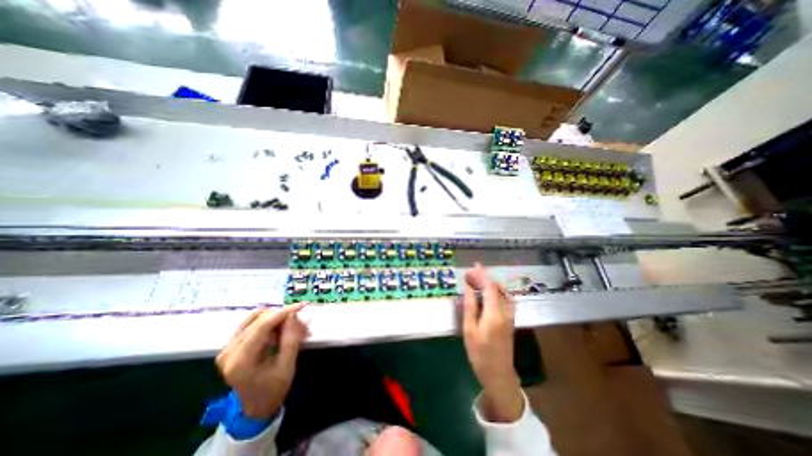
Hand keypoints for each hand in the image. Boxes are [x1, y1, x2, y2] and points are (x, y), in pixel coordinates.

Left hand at [215, 304, 307, 417]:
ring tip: (291, 328)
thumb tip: (293, 314)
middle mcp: (228, 351)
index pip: (262, 325)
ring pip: (255, 317)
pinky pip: (252, 323)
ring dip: (277, 318)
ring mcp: (226, 347)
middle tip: (301, 325)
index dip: (284, 312)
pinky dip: (270, 322)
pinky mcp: (230, 344)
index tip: (302, 305)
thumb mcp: (287, 366)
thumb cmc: (273, 389)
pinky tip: (280, 331)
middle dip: (283, 317)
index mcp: (241, 361)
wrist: (256, 406)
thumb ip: (291, 339)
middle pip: (259, 319)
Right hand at [460, 263, 522, 423]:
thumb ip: (470, 305)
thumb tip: (468, 287)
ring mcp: (510, 315)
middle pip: (496, 288)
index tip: (474, 265)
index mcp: (494, 313)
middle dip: (483, 278)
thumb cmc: (480, 353)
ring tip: (476, 281)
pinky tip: (487, 293)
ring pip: (502, 292)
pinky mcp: (510, 320)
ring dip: (489, 284)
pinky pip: (504, 299)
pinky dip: (495, 291)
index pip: (490, 286)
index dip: (482, 274)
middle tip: (469, 275)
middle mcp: (505, 311)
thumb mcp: (469, 329)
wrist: (499, 375)